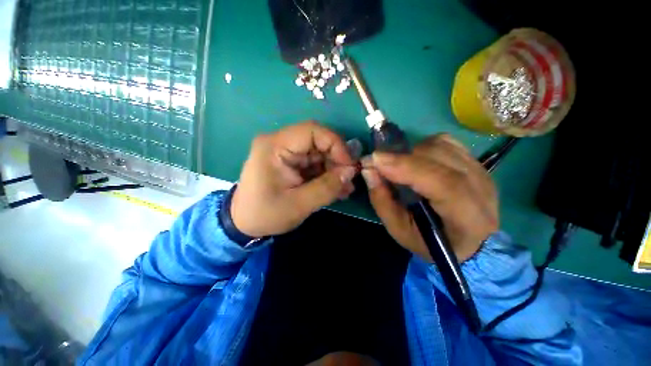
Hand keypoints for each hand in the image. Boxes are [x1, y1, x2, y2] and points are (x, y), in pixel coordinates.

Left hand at [231, 121, 356, 236]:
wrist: (244, 224)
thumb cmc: (266, 215)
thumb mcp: (299, 204)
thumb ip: (327, 187)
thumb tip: (351, 171)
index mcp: (275, 146)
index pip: (313, 131)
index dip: (336, 145)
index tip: (349, 166)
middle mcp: (280, 143)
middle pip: (317, 142)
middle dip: (337, 161)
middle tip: (348, 180)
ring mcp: (285, 153)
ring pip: (318, 154)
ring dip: (333, 170)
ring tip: (345, 188)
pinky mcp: (290, 163)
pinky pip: (313, 164)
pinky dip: (326, 175)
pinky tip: (335, 189)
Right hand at [361, 134, 498, 261]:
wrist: (467, 240)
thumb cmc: (429, 241)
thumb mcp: (399, 229)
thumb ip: (382, 200)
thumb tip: (369, 169)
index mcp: (467, 217)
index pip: (443, 183)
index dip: (407, 167)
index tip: (376, 160)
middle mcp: (480, 188)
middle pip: (440, 157)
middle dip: (402, 157)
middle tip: (378, 163)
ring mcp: (480, 171)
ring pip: (441, 145)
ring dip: (411, 152)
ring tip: (398, 166)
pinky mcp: (474, 162)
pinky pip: (445, 142)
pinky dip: (423, 147)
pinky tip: (415, 161)